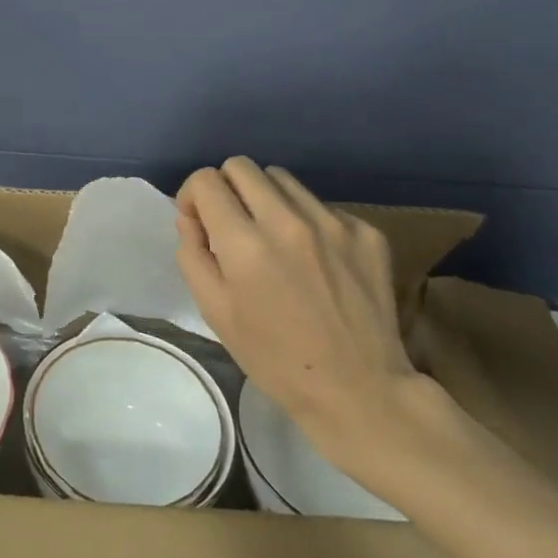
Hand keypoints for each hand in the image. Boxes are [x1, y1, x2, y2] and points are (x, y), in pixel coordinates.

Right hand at [175, 157, 449, 482]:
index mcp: (245, 244)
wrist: (360, 391)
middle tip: (232, 224)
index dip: (193, 196)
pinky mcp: (366, 231)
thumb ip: (192, 254)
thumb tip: (191, 217)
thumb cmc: (276, 359)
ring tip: (273, 238)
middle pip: (241, 166)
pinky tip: (313, 259)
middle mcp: (288, 221)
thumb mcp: (215, 312)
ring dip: (266, 198)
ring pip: (282, 179)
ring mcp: (332, 222)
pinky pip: (320, 205)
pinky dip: (306, 221)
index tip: (199, 221)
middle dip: (226, 188)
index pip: (206, 180)